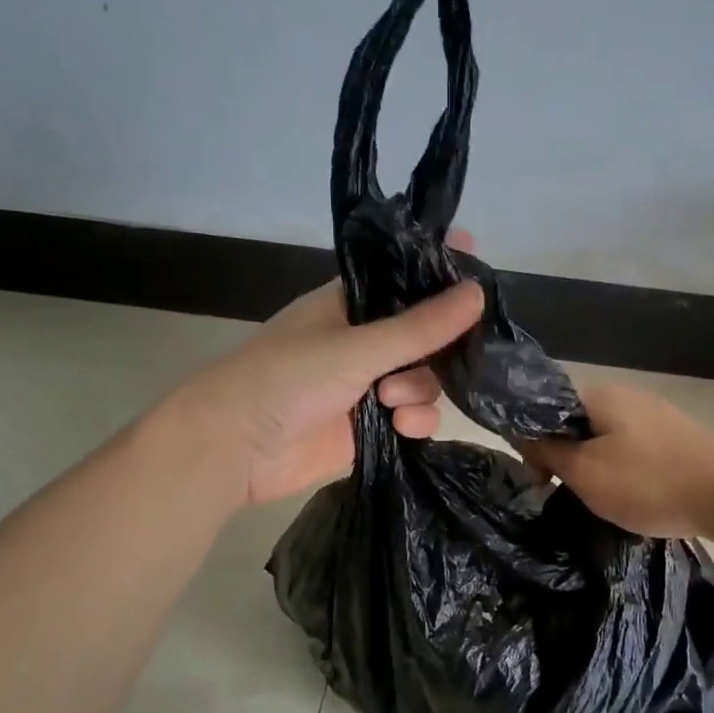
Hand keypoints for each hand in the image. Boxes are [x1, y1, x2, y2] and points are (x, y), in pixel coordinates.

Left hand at [172, 245, 483, 505]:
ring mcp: (369, 385)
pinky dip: (415, 421)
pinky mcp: (373, 427)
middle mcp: (365, 341)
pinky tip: (402, 427)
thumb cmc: (286, 378)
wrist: (235, 448)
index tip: (478, 264)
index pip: (405, 278)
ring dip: (419, 389)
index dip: (440, 271)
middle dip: (438, 346)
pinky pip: (414, 416)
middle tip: (447, 352)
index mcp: (351, 305)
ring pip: (425, 379)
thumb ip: (419, 327)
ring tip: (391, 400)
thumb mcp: (356, 347)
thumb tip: (478, 292)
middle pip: (427, 334)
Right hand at [519, 382, 713, 538]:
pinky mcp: (678, 437)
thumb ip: (549, 452)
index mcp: (601, 395)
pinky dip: (625, 471)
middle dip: (567, 458)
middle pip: (579, 424)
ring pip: (607, 439)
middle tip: (568, 495)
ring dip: (596, 467)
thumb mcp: (586, 473)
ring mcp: (657, 415)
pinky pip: (634, 450)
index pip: (549, 410)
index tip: (539, 480)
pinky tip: (633, 496)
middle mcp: (628, 395)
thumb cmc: (649, 482)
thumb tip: (523, 436)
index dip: (536, 444)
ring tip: (602, 501)